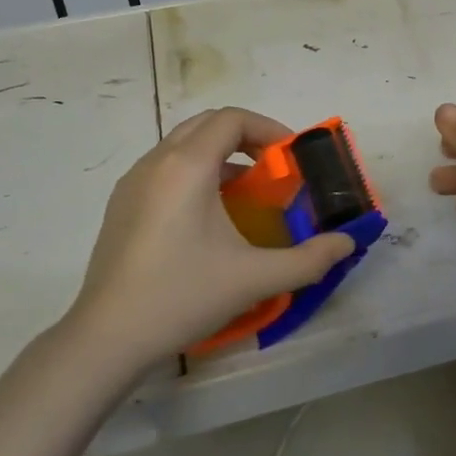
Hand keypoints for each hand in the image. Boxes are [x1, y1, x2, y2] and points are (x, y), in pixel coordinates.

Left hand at [63, 108, 353, 372]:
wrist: (108, 336)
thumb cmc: (183, 296)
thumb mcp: (254, 278)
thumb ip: (308, 259)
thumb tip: (347, 243)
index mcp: (187, 166)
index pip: (232, 119)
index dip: (268, 128)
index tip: (289, 158)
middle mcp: (157, 161)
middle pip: (207, 123)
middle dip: (245, 136)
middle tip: (272, 169)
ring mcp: (133, 181)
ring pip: (182, 144)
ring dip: (219, 154)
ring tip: (244, 192)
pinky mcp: (121, 204)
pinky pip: (164, 167)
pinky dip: (193, 172)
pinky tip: (206, 217)